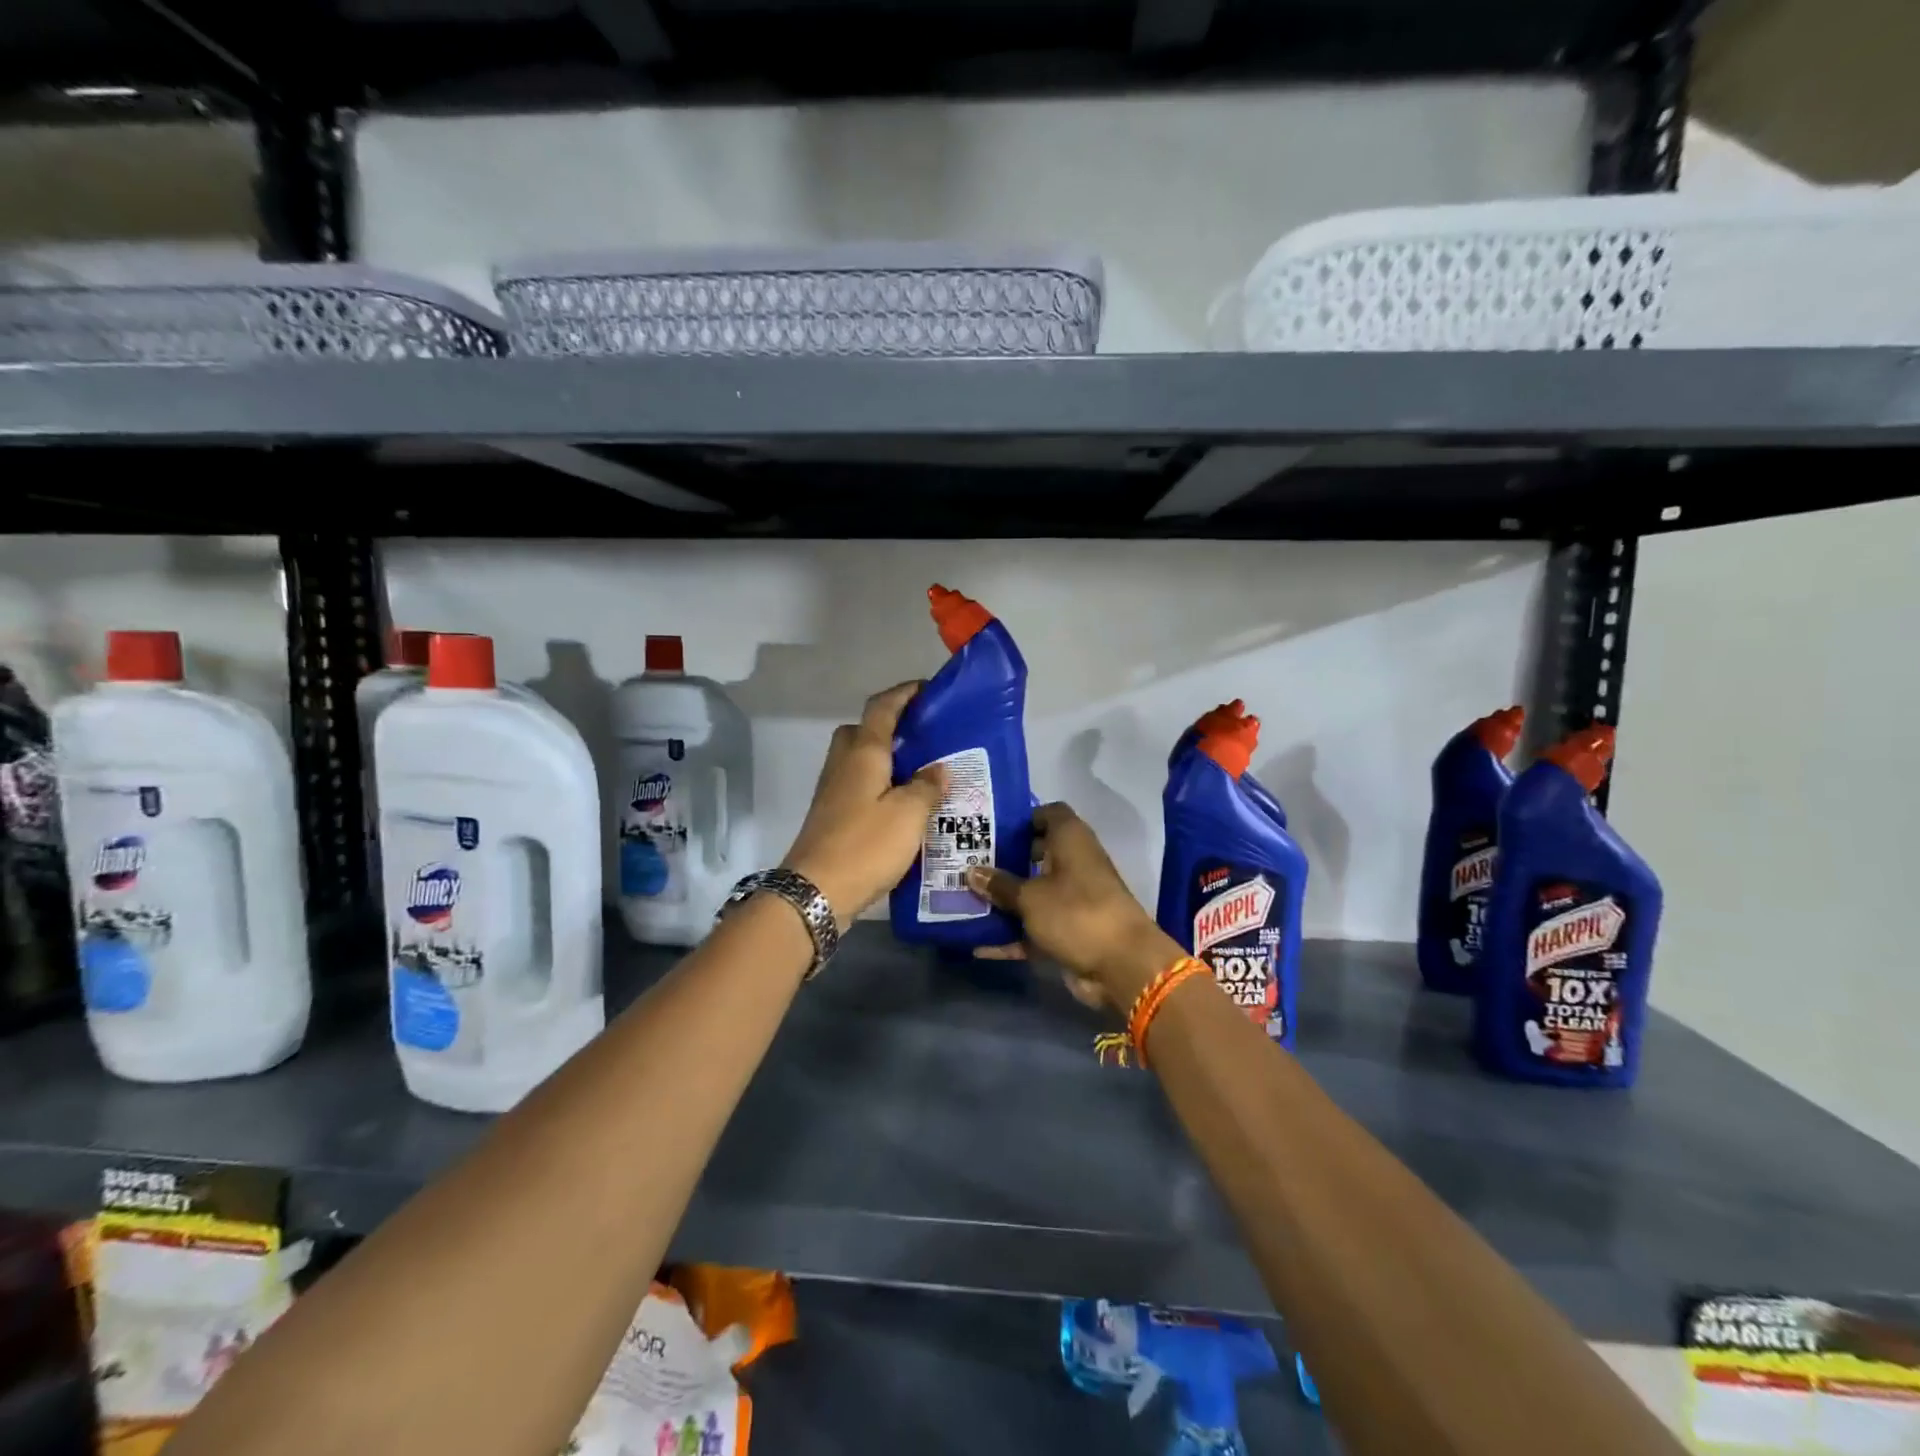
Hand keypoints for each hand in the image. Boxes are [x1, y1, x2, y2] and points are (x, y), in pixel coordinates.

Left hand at [782, 681, 947, 929]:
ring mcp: (832, 791)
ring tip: (921, 773)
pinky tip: (902, 806)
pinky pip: (858, 787)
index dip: (903, 694)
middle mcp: (843, 765)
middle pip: (863, 731)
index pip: (882, 708)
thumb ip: (927, 787)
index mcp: (863, 753)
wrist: (816, 891)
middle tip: (923, 738)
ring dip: (885, 759)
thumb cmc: (865, 845)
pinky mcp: (832, 816)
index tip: (926, 689)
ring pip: (859, 761)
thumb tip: (938, 769)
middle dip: (890, 727)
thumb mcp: (908, 814)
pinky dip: (879, 786)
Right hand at [964, 802, 1183, 1011]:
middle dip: (1004, 860)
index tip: (991, 827)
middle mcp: (1074, 864)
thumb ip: (999, 885)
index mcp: (1071, 840)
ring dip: (1004, 900)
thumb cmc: (1075, 913)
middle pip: (1036, 854)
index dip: (1023, 817)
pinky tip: (979, 945)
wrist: (1122, 966)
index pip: (1050, 814)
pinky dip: (1012, 936)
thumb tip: (970, 871)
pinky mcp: (1070, 931)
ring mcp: (1073, 900)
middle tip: (968, 863)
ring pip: (1033, 893)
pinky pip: (1034, 928)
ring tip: (965, 900)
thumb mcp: (1030, 897)